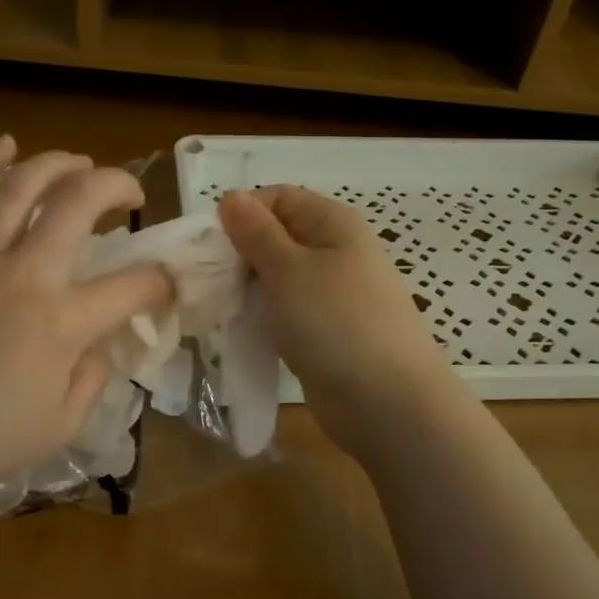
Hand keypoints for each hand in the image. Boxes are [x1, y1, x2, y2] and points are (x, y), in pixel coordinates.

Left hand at [0, 137, 170, 502]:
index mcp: (62, 323)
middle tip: (131, 194)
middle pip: (78, 204)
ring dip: (57, 164)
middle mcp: (24, 276)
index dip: (161, 281)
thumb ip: (93, 379)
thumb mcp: (61, 427)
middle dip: (117, 185)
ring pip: (20, 188)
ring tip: (80, 162)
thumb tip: (98, 343)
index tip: (165, 284)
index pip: (132, 286)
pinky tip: (3, 146)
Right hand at [219, 185, 460, 455]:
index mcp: (332, 223)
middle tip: (210, 283)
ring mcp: (331, 293)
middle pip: (275, 237)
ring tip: (222, 309)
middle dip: (240, 255)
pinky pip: (286, 311)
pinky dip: (263, 317)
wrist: (388, 403)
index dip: (242, 214)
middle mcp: (334, 251)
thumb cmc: (336, 323)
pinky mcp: (325, 330)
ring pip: (276, 277)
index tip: (212, 246)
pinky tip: (243, 331)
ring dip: (248, 289)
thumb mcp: (288, 270)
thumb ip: (256, 233)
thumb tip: (231, 195)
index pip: (277, 198)